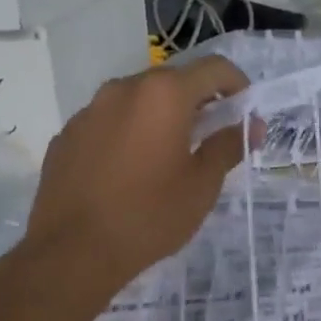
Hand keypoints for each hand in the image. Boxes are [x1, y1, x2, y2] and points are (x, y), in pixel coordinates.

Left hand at [22, 57, 254, 307]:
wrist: (73, 252)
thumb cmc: (150, 216)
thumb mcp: (202, 185)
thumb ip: (229, 146)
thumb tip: (253, 126)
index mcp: (164, 95)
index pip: (214, 68)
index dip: (238, 84)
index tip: (245, 111)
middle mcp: (124, 89)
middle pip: (173, 81)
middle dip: (198, 102)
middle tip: (211, 137)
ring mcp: (89, 110)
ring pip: (137, 101)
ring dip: (160, 117)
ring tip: (168, 156)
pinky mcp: (67, 135)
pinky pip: (108, 123)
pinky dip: (127, 134)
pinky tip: (129, 172)